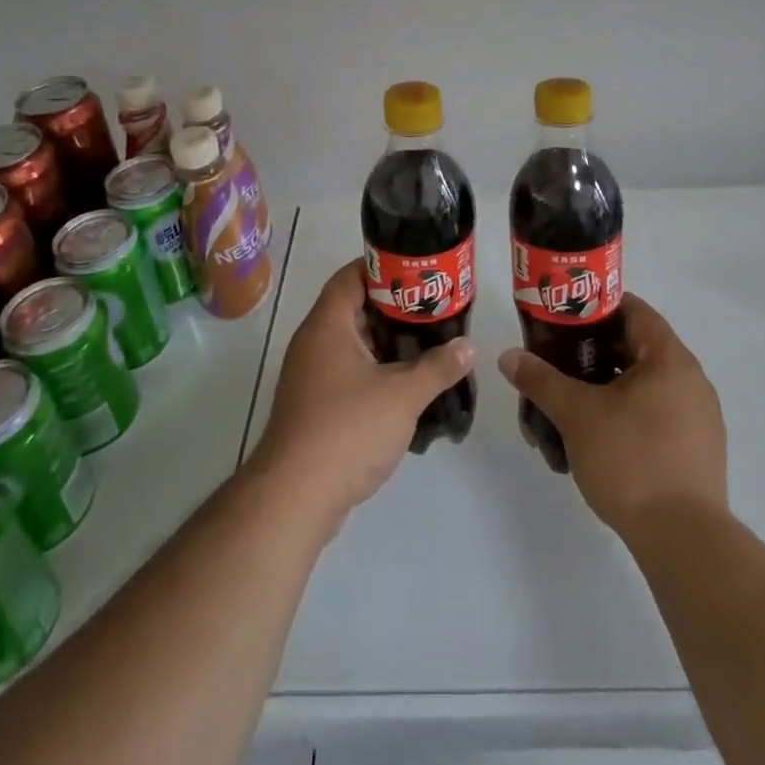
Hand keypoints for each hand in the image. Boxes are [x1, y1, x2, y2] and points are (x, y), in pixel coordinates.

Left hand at [248, 263, 472, 537]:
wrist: (295, 497)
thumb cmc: (347, 429)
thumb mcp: (403, 395)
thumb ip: (438, 367)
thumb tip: (468, 347)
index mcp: (328, 325)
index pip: (352, 276)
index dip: (384, 268)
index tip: (419, 272)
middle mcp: (314, 343)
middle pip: (356, 309)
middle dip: (396, 309)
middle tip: (435, 309)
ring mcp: (312, 376)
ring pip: (355, 345)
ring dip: (389, 344)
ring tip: (430, 345)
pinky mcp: (316, 406)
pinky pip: (349, 373)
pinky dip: (377, 372)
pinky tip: (408, 386)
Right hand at [498, 295, 725, 541]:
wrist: (684, 542)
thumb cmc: (631, 461)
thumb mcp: (577, 415)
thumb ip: (541, 380)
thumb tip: (509, 357)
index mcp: (669, 358)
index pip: (633, 310)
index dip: (596, 307)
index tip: (563, 317)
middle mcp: (690, 379)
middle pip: (636, 348)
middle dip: (593, 352)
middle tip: (556, 360)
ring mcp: (699, 417)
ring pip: (644, 385)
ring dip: (607, 388)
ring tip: (570, 405)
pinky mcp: (697, 451)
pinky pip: (657, 415)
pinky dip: (626, 415)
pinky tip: (597, 439)